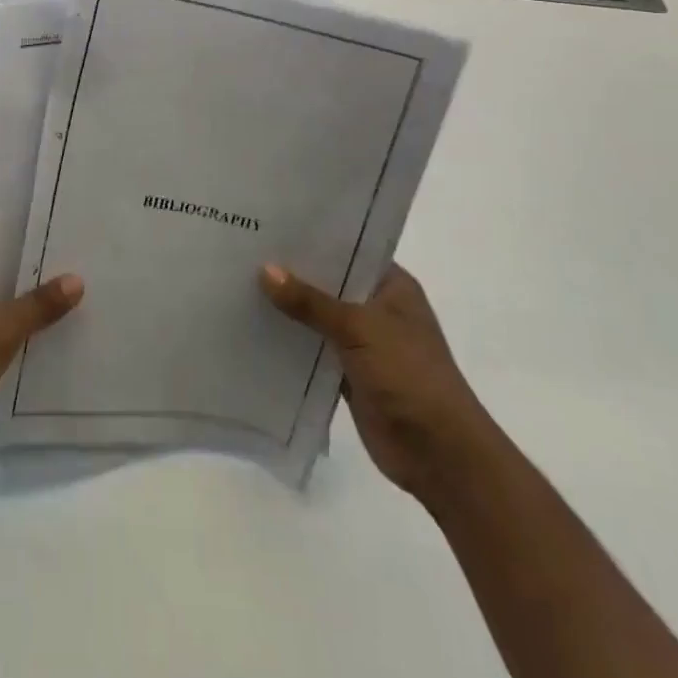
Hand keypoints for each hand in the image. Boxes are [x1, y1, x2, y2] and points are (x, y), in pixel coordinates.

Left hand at [0, 213, 83, 469]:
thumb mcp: (1, 328)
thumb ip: (39, 304)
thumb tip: (77, 279)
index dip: (24, 209)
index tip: (61, 205)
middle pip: (0, 252)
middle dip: (36, 249)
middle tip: (80, 243)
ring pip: (0, 286)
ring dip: (30, 286)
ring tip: (76, 280)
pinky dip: (20, 317)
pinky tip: (52, 324)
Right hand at [260, 261, 492, 497]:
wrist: (439, 454)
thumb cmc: (409, 375)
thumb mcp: (359, 328)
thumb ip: (310, 301)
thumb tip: (265, 270)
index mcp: (392, 287)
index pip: (349, 250)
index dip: (314, 238)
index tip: (272, 224)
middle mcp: (377, 309)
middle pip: (329, 284)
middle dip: (293, 273)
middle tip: (245, 248)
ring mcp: (363, 343)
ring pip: (318, 318)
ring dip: (288, 309)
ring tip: (239, 283)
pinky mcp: (348, 375)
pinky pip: (312, 351)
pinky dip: (290, 344)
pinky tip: (253, 329)